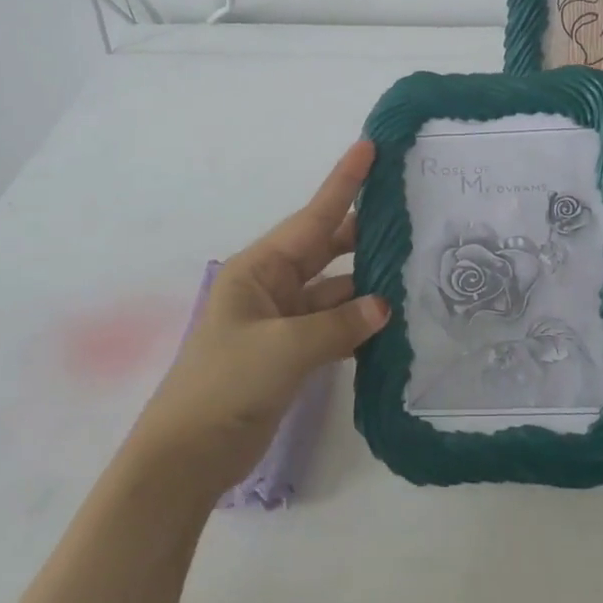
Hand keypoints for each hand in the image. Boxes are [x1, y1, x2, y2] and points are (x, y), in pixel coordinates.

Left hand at [127, 142, 388, 498]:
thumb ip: (340, 324)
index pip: (311, 217)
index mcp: (259, 269)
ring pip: (335, 291)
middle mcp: (271, 286)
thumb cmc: (226, 384)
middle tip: (412, 215)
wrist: (187, 455)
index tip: (370, 147)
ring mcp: (282, 321)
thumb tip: (384, 306)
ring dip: (368, 285)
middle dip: (364, 233)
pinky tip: (393, 324)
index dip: (342, 182)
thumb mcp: (284, 348)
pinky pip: (333, 326)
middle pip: (326, 249)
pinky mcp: (291, 353)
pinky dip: (358, 325)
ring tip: (416, 273)